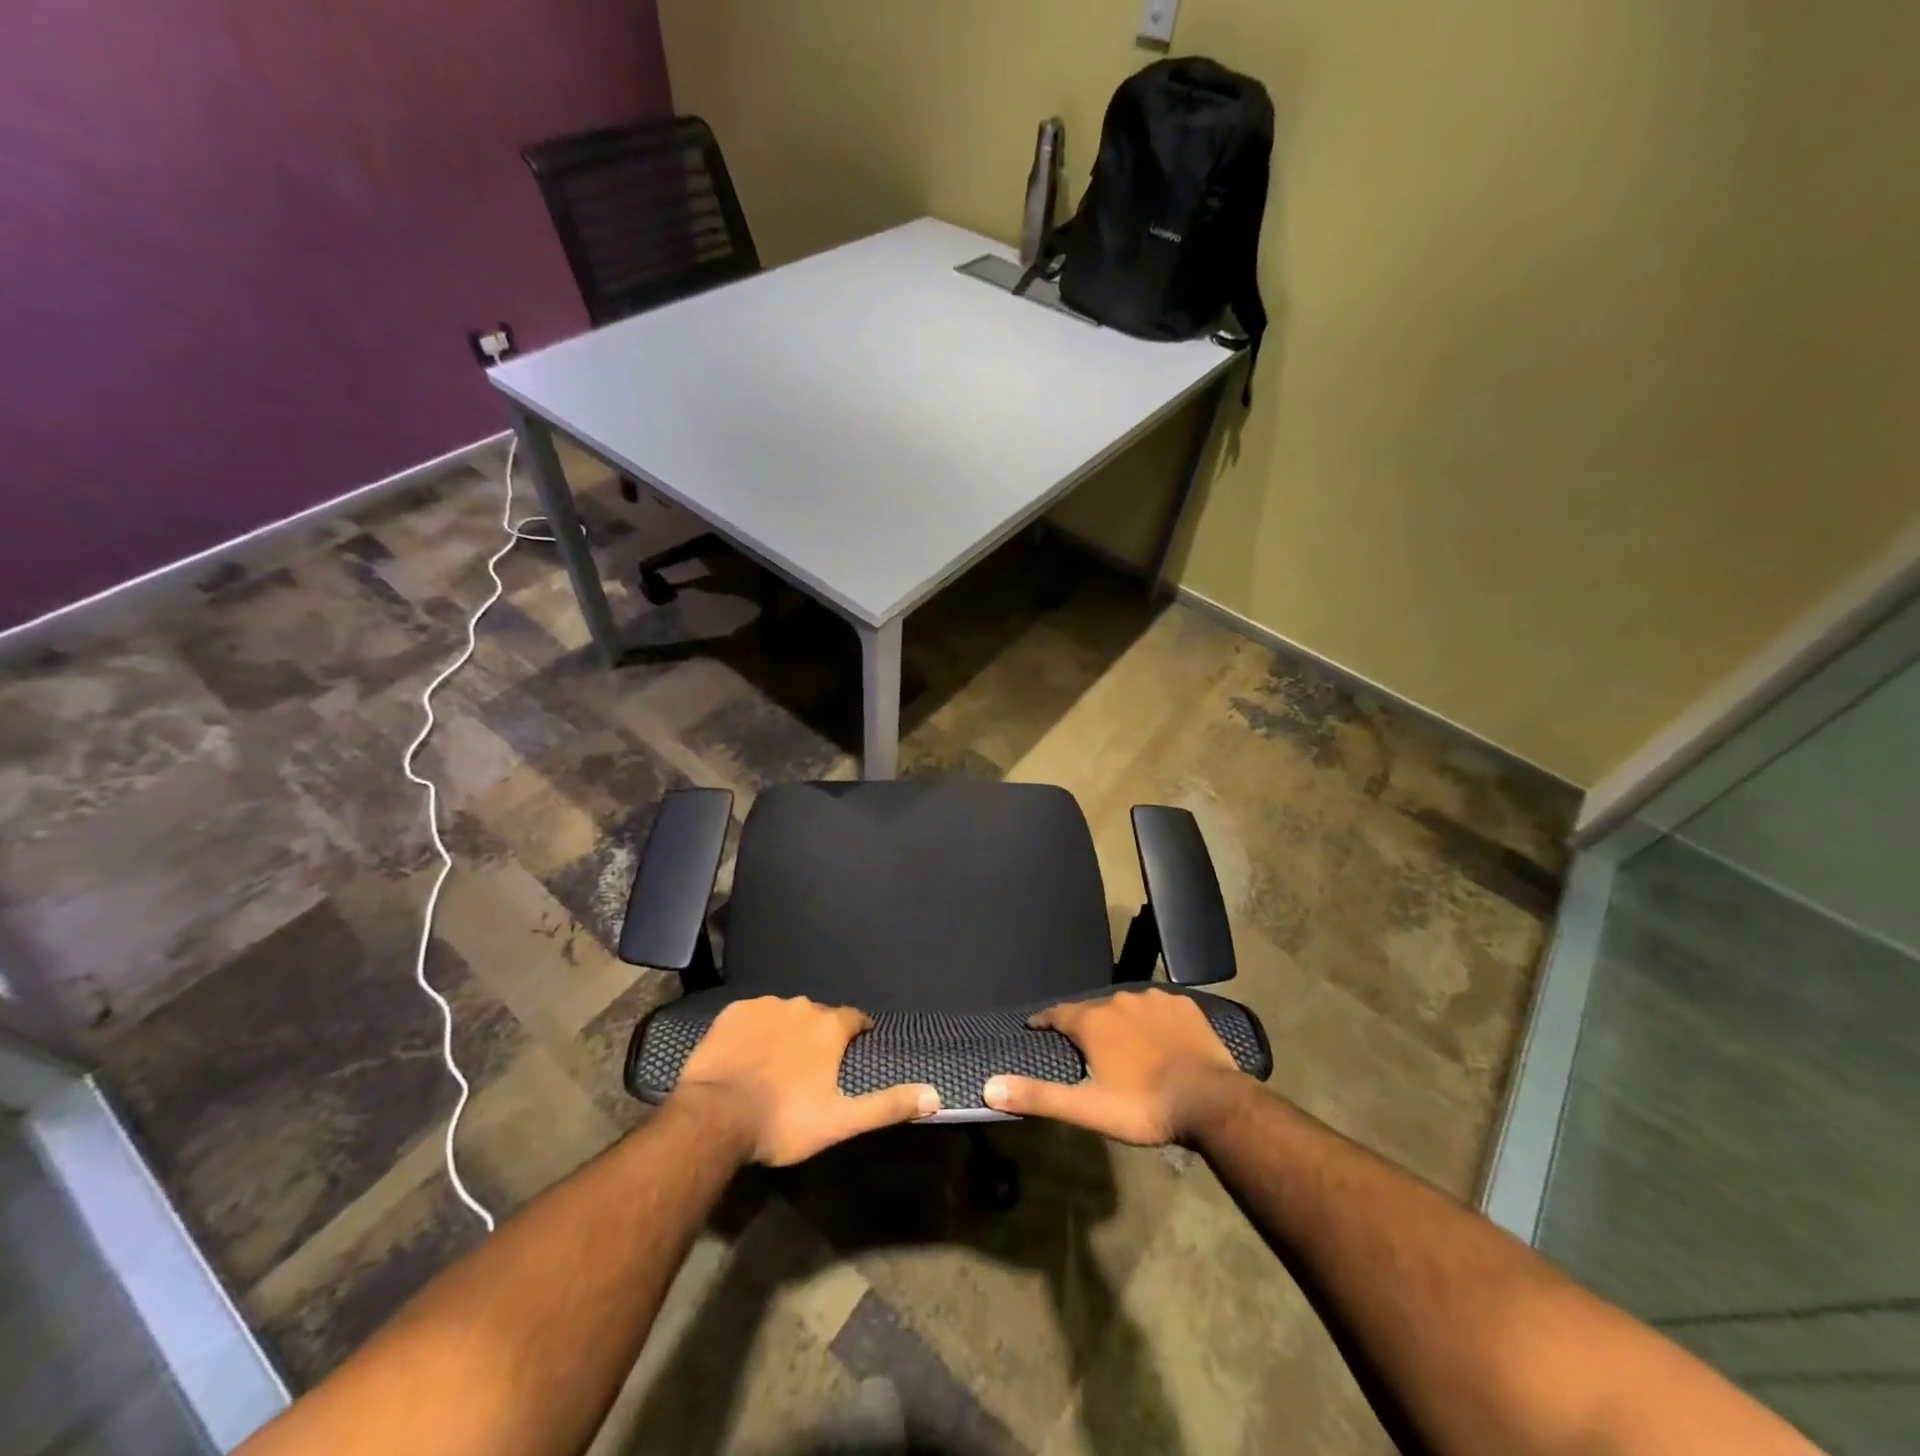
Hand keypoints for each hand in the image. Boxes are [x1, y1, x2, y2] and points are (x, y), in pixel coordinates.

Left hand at [670, 996, 939, 1165]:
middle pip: (818, 1016)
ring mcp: (764, 1006)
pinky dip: (755, 1030)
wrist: (715, 1118)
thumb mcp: (841, 1121)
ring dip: (786, 1031)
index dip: (857, 1032)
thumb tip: (936, 1095)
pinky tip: (747, 1054)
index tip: (854, 1046)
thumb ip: (887, 1106)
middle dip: (819, 1035)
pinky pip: (753, 1015)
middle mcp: (801, 1006)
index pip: (854, 1019)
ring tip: (776, 1063)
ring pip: (785, 1013)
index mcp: (829, 1027)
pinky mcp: (732, 1012)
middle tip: (810, 1067)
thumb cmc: (784, 1120)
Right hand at [982, 989, 1247, 1144]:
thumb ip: (1038, 1096)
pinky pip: (1159, 1006)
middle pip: (1092, 1009)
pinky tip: (1160, 1038)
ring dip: (1120, 1021)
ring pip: (1126, 1006)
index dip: (1045, 1021)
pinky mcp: (1183, 1004)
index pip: (1057, 1013)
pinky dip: (1153, 1019)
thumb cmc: (1142, 1106)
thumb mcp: (1086, 1108)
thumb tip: (988, 1087)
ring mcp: (1153, 998)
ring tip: (1126, 1045)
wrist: (1209, 1101)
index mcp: (1092, 1020)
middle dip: (1085, 1024)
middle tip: (1087, 1047)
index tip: (1037, 1027)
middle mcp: (1118, 999)